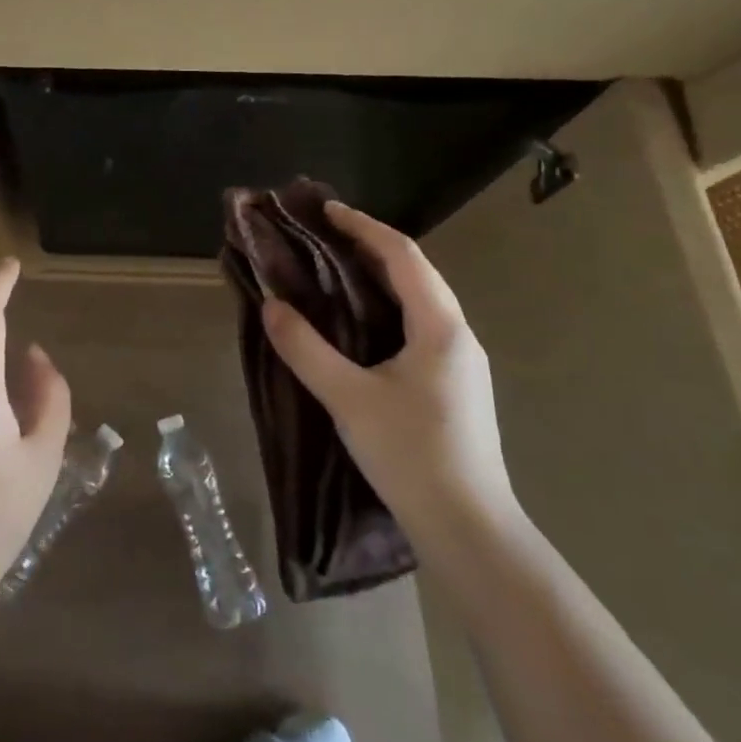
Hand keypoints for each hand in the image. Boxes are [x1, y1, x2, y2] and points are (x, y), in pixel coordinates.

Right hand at [261, 201, 517, 539]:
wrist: (469, 530)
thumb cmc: (411, 455)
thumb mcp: (348, 399)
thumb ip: (306, 349)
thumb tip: (271, 306)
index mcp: (440, 328)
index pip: (403, 256)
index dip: (364, 228)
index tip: (326, 211)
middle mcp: (458, 335)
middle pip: (416, 272)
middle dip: (371, 247)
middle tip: (323, 237)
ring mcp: (461, 362)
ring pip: (420, 300)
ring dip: (380, 277)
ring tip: (335, 270)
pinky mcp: (455, 385)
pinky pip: (420, 325)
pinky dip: (388, 307)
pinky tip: (361, 323)